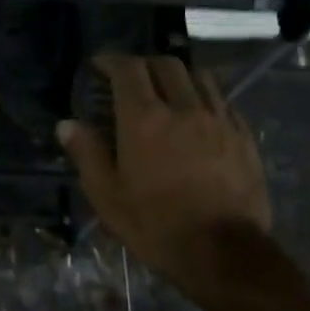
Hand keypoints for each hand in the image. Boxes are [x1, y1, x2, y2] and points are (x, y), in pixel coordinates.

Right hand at [56, 55, 271, 293]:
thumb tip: (67, 125)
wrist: (221, 250)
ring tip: (164, 90)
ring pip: (199, 76)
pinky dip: (202, 96)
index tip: (99, 65)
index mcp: (144, 120)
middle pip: (166, 64)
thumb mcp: (107, 196)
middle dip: (143, 63)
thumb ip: (87, 153)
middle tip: (129, 78)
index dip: (111, 60)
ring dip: (177, 75)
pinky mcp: (242, 135)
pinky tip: (195, 115)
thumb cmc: (155, 224)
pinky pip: (221, 100)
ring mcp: (219, 119)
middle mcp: (184, 108)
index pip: (128, 70)